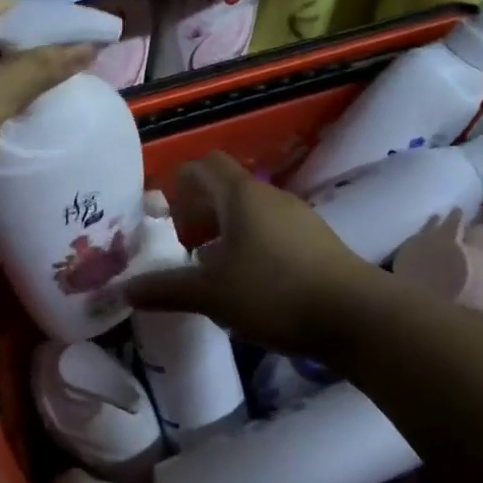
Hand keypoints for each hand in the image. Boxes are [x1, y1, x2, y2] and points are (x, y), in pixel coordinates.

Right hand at [124, 152, 380, 358]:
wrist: (355, 317)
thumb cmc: (274, 293)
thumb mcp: (212, 294)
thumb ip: (166, 289)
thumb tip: (126, 290)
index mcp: (241, 196)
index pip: (204, 165)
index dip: (180, 182)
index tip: (166, 215)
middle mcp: (270, 196)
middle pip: (226, 187)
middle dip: (199, 210)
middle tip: (185, 245)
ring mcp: (298, 216)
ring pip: (250, 210)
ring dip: (225, 230)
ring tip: (213, 266)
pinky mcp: (316, 240)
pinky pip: (272, 229)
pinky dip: (251, 243)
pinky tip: (249, 281)